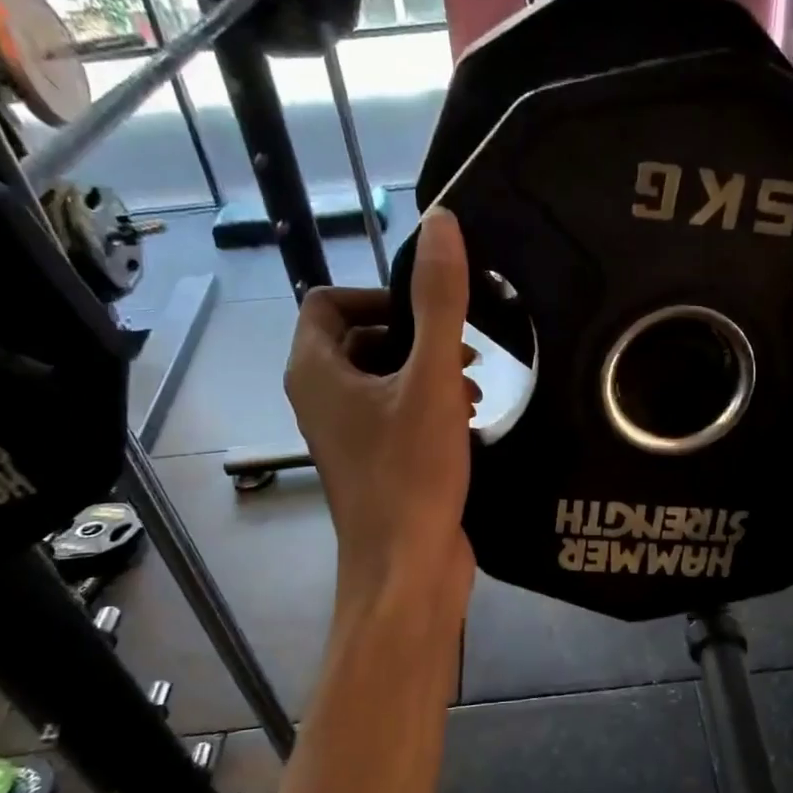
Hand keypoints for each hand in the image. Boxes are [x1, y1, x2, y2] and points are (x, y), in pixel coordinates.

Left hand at [284, 210, 480, 631]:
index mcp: (316, 371)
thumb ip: (440, 302)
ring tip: (476, 388)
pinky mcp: (376, 463)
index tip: (431, 313)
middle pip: (361, 338)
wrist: (407, 569)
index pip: (329, 301)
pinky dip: (430, 407)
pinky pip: (397, 414)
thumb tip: (441, 223)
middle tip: (465, 352)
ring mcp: (347, 435)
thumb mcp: (432, 380)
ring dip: (428, 372)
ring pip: (384, 379)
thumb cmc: (411, 473)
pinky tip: (470, 422)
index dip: (380, 295)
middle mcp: (321, 399)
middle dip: (416, 336)